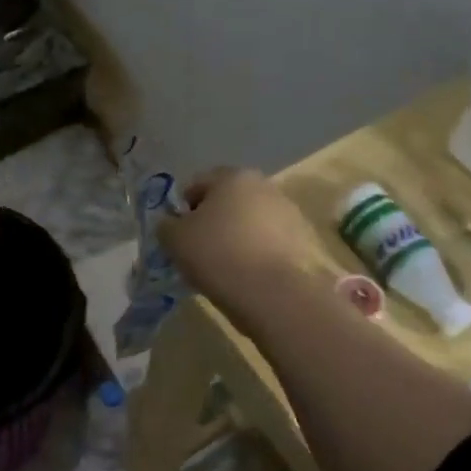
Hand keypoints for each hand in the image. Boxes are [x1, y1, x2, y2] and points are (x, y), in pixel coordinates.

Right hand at [155, 168, 320, 333]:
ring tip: (226, 266)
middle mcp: (264, 185)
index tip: (179, 235)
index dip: (183, 209)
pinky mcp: (303, 240)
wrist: (272, 293)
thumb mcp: (174, 239)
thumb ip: (167, 225)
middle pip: (228, 200)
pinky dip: (258, 252)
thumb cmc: (217, 255)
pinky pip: (270, 241)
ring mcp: (289, 212)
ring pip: (251, 221)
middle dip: (214, 220)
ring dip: (238, 235)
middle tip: (200, 250)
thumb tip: (171, 224)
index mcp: (232, 176)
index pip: (198, 184)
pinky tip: (249, 275)